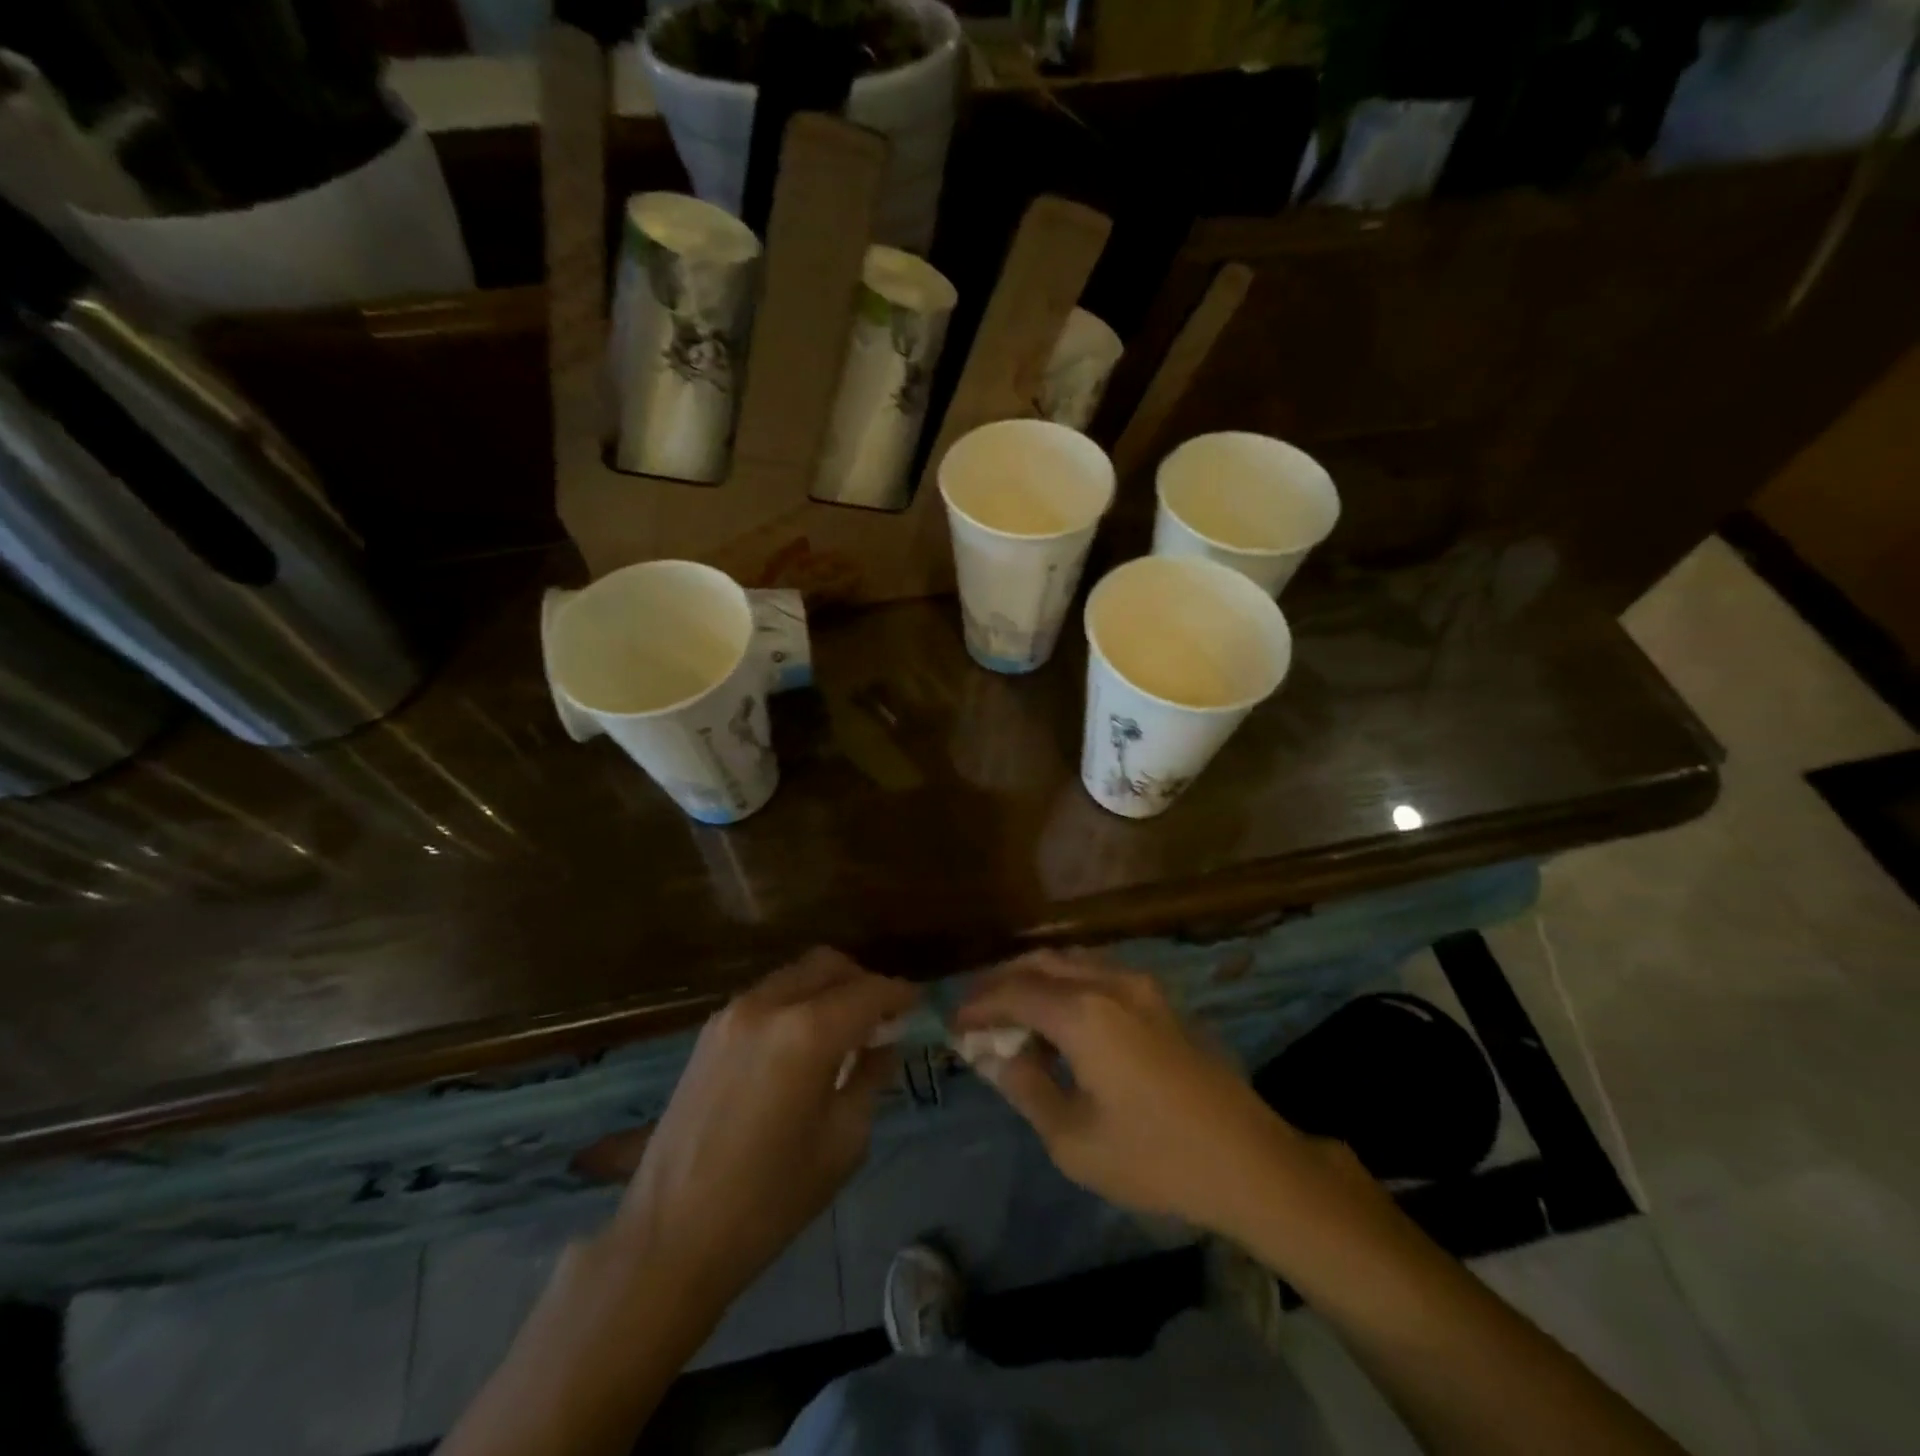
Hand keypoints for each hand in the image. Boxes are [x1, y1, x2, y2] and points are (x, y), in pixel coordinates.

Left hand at [613, 948, 917, 1312]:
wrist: (669, 1236)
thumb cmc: (769, 1200)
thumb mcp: (842, 1142)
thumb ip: (870, 1078)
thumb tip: (885, 1044)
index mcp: (807, 1033)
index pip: (869, 991)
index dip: (900, 994)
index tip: (919, 1004)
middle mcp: (769, 1005)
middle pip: (829, 964)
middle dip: (863, 982)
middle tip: (883, 1017)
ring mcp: (733, 1013)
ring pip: (796, 974)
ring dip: (828, 989)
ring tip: (845, 1030)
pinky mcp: (710, 1030)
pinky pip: (768, 995)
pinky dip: (796, 1002)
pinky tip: (803, 1043)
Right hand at [954, 950, 1297, 1239]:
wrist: (1248, 1160)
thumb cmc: (1155, 1158)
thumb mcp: (1074, 1139)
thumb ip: (1027, 1086)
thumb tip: (996, 1055)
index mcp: (1083, 1013)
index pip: (1013, 993)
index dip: (978, 1006)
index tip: (953, 1026)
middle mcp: (1108, 982)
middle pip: (1038, 964)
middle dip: (1001, 983)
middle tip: (976, 1013)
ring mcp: (1138, 984)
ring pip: (1069, 961)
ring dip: (1033, 979)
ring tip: (1011, 1013)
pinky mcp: (1158, 997)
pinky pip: (1096, 971)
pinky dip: (1064, 983)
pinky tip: (1058, 1015)